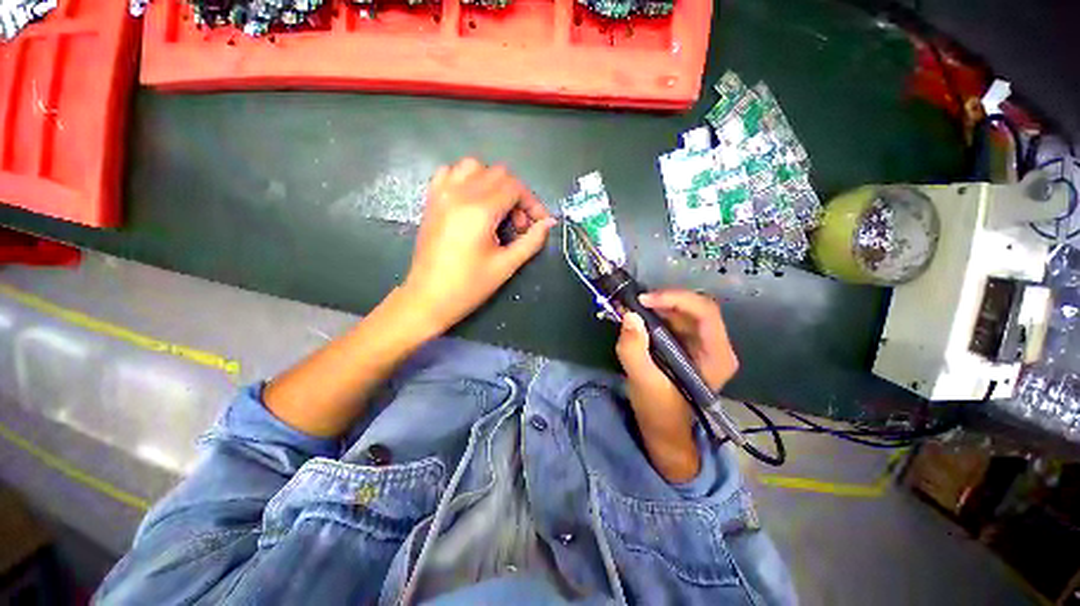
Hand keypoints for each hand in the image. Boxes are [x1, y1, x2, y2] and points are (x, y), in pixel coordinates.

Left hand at [403, 158, 555, 334]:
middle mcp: (459, 194)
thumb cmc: (469, 286)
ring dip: (493, 183)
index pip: (515, 188)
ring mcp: (441, 194)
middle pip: (498, 174)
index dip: (532, 203)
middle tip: (519, 224)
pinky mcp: (431, 200)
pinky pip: (450, 173)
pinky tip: (473, 201)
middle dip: (517, 195)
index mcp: (479, 211)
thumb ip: (531, 241)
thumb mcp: (506, 265)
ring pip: (474, 166)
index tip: (539, 223)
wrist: (428, 298)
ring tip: (498, 210)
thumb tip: (549, 223)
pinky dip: (467, 180)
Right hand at [615, 290, 737, 481]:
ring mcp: (702, 344)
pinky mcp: (688, 345)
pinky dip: (654, 314)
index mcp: (716, 356)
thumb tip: (628, 315)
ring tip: (631, 307)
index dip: (675, 299)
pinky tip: (637, 317)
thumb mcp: (643, 381)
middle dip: (663, 300)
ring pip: (683, 311)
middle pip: (695, 307)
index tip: (643, 301)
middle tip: (634, 302)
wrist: (663, 430)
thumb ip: (634, 349)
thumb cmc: (659, 410)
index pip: (705, 312)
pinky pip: (674, 320)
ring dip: (657, 306)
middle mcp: (716, 345)